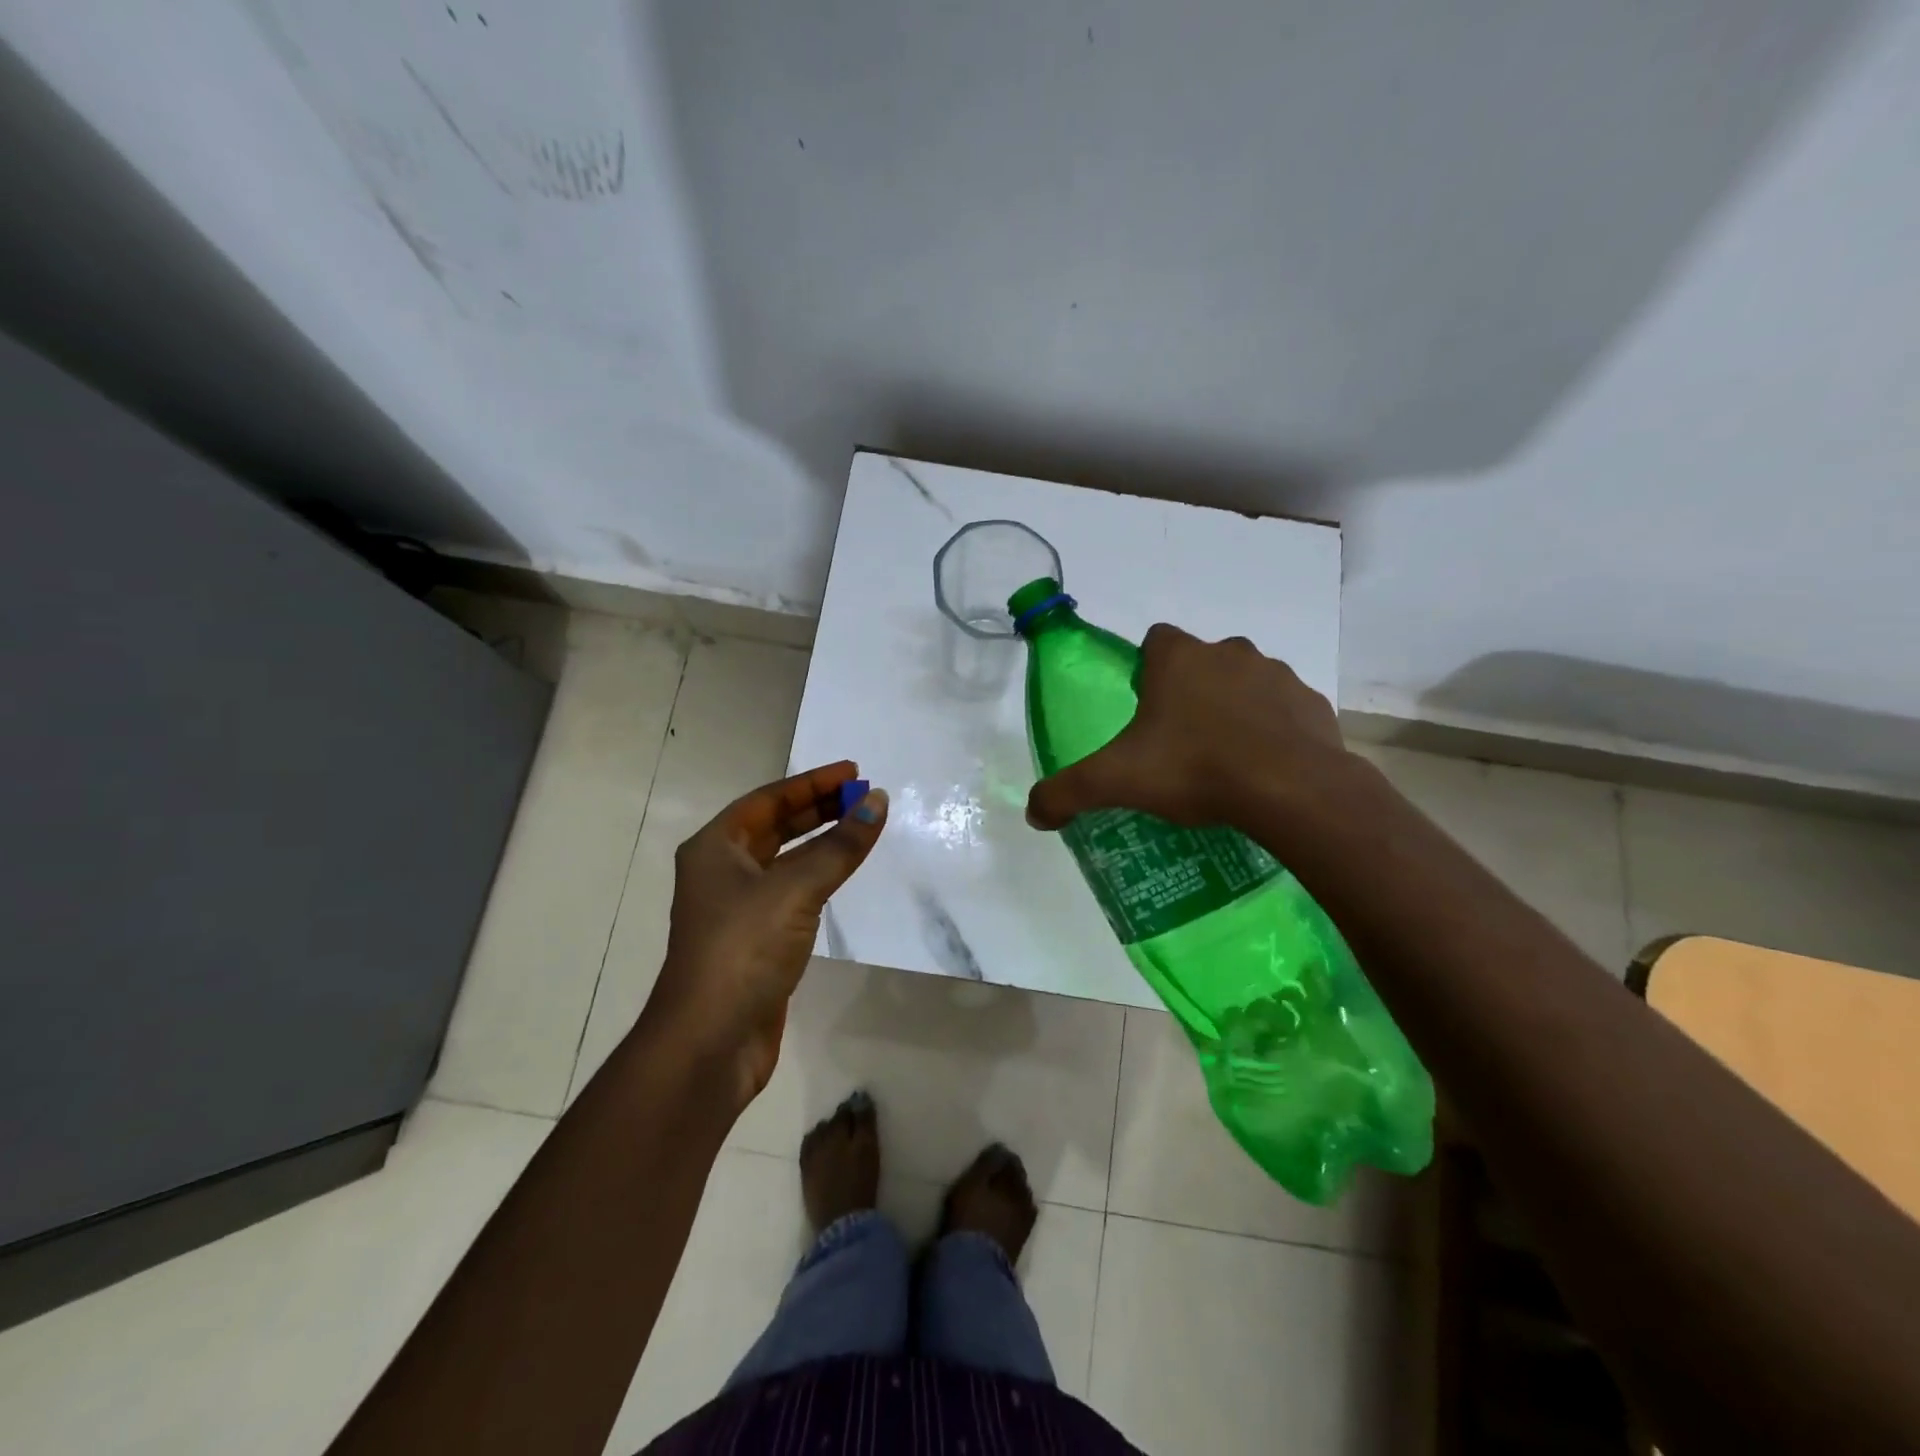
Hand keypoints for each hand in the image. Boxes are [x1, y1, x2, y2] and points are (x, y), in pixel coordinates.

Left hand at [645, 762, 886, 1109]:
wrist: (710, 1041)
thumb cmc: (743, 949)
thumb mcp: (795, 889)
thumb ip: (840, 846)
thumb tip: (878, 801)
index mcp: (715, 848)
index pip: (768, 800)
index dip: (812, 783)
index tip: (854, 772)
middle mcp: (722, 871)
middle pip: (775, 826)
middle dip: (818, 808)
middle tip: (863, 796)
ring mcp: (738, 908)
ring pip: (785, 860)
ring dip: (821, 842)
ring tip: (861, 826)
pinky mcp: (757, 940)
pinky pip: (793, 892)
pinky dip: (819, 876)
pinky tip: (842, 873)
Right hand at [1025, 624, 1349, 831]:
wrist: (1289, 789)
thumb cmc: (1193, 769)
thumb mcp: (1116, 782)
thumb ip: (1066, 792)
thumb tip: (1033, 813)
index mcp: (1178, 659)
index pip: (1155, 641)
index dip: (1146, 670)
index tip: (1144, 709)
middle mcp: (1228, 653)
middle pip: (1201, 662)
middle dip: (1190, 691)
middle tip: (1179, 742)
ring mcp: (1276, 675)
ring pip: (1245, 683)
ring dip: (1233, 708)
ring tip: (1223, 758)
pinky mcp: (1311, 704)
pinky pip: (1283, 710)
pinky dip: (1273, 730)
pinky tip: (1264, 767)